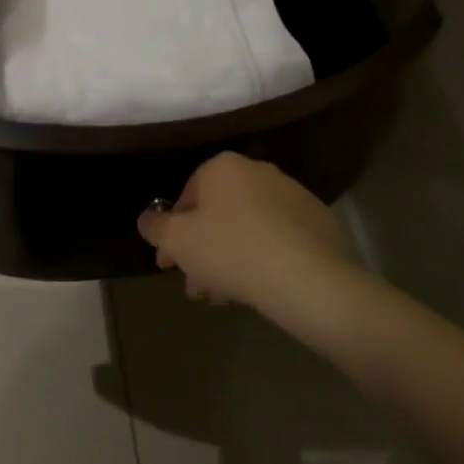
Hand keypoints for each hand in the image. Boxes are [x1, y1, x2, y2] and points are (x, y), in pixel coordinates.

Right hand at [137, 153, 356, 316]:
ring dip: (229, 258)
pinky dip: (261, 257)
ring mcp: (292, 194)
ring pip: (247, 227)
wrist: (308, 277)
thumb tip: (147, 219)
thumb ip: (156, 227)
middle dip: (202, 250)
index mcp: (224, 166)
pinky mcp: (317, 220)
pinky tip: (257, 288)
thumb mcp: (178, 241)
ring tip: (223, 296)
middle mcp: (258, 170)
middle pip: (219, 213)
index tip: (169, 264)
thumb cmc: (233, 251)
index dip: (173, 233)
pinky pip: (276, 237)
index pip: (187, 195)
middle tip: (196, 285)